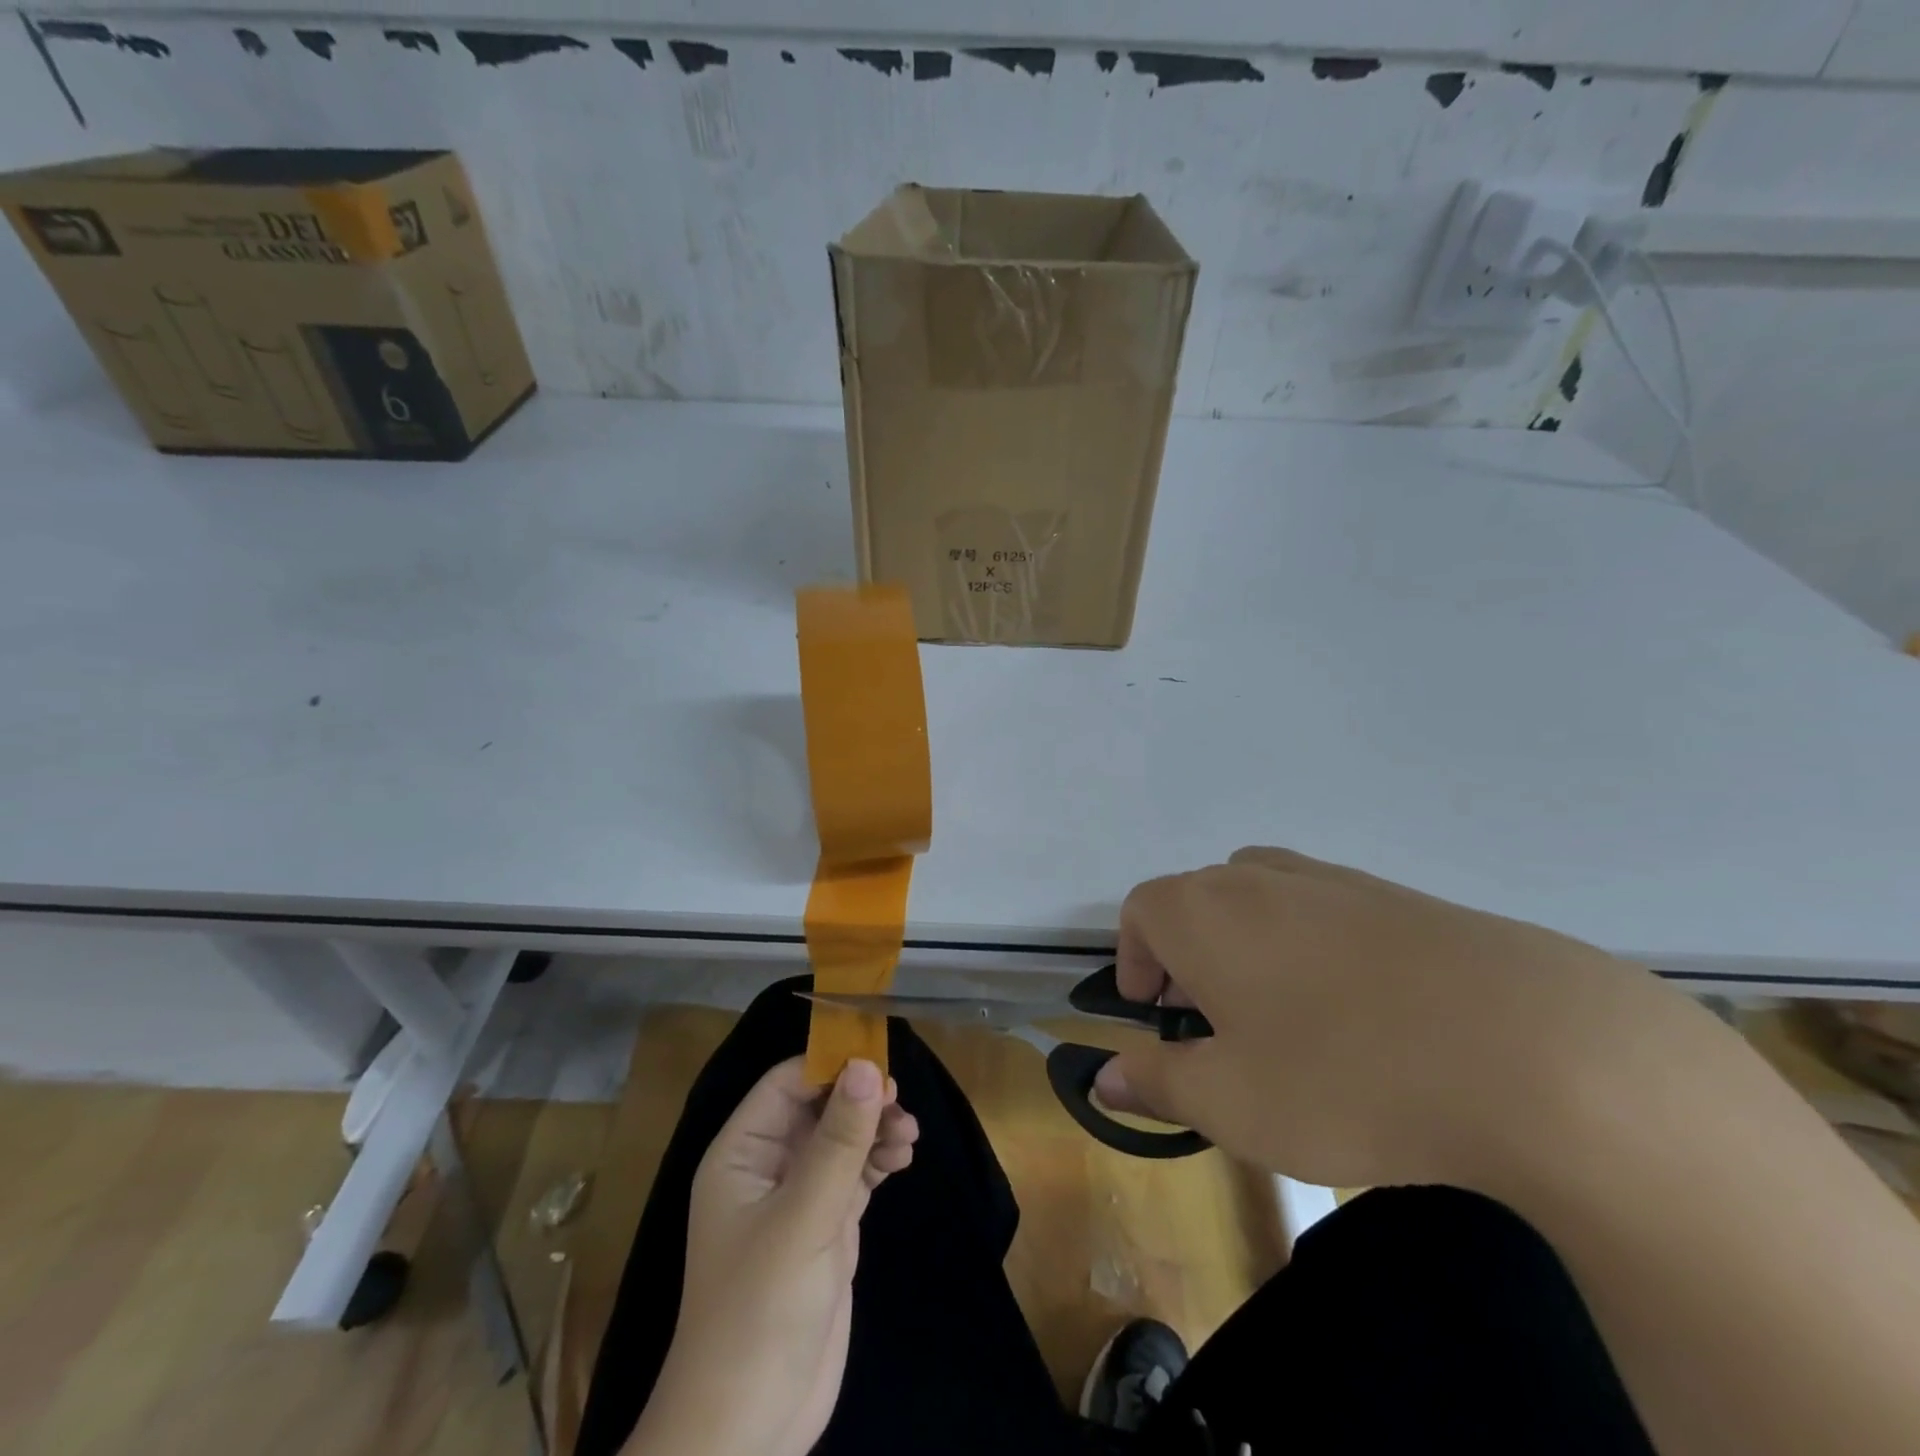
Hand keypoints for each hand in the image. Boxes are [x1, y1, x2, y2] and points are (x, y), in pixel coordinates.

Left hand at [630, 1057, 917, 1455]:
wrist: (749, 1430)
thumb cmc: (759, 1311)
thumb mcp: (803, 1219)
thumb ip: (838, 1141)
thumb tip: (867, 1065)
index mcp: (742, 1153)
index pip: (787, 1084)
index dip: (830, 1066)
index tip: (880, 1063)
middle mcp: (768, 1166)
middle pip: (819, 1107)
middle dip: (860, 1100)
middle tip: (900, 1104)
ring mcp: (798, 1198)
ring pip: (841, 1138)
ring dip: (875, 1129)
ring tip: (909, 1138)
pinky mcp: (825, 1228)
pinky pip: (855, 1173)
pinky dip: (878, 1160)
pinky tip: (902, 1160)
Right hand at [1094, 846, 1697, 1191]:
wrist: (1535, 1050)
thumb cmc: (1346, 1076)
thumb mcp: (1233, 1103)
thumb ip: (1157, 1083)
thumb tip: (1104, 1078)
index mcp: (1203, 911)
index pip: (1141, 911)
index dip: (1135, 959)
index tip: (1152, 1013)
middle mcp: (1258, 878)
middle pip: (1197, 899)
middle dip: (1188, 955)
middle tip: (1213, 1024)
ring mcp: (1333, 879)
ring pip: (1261, 897)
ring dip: (1248, 945)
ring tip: (1280, 1014)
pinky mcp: (1398, 896)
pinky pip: (1325, 909)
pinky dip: (1313, 945)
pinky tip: (1361, 1011)